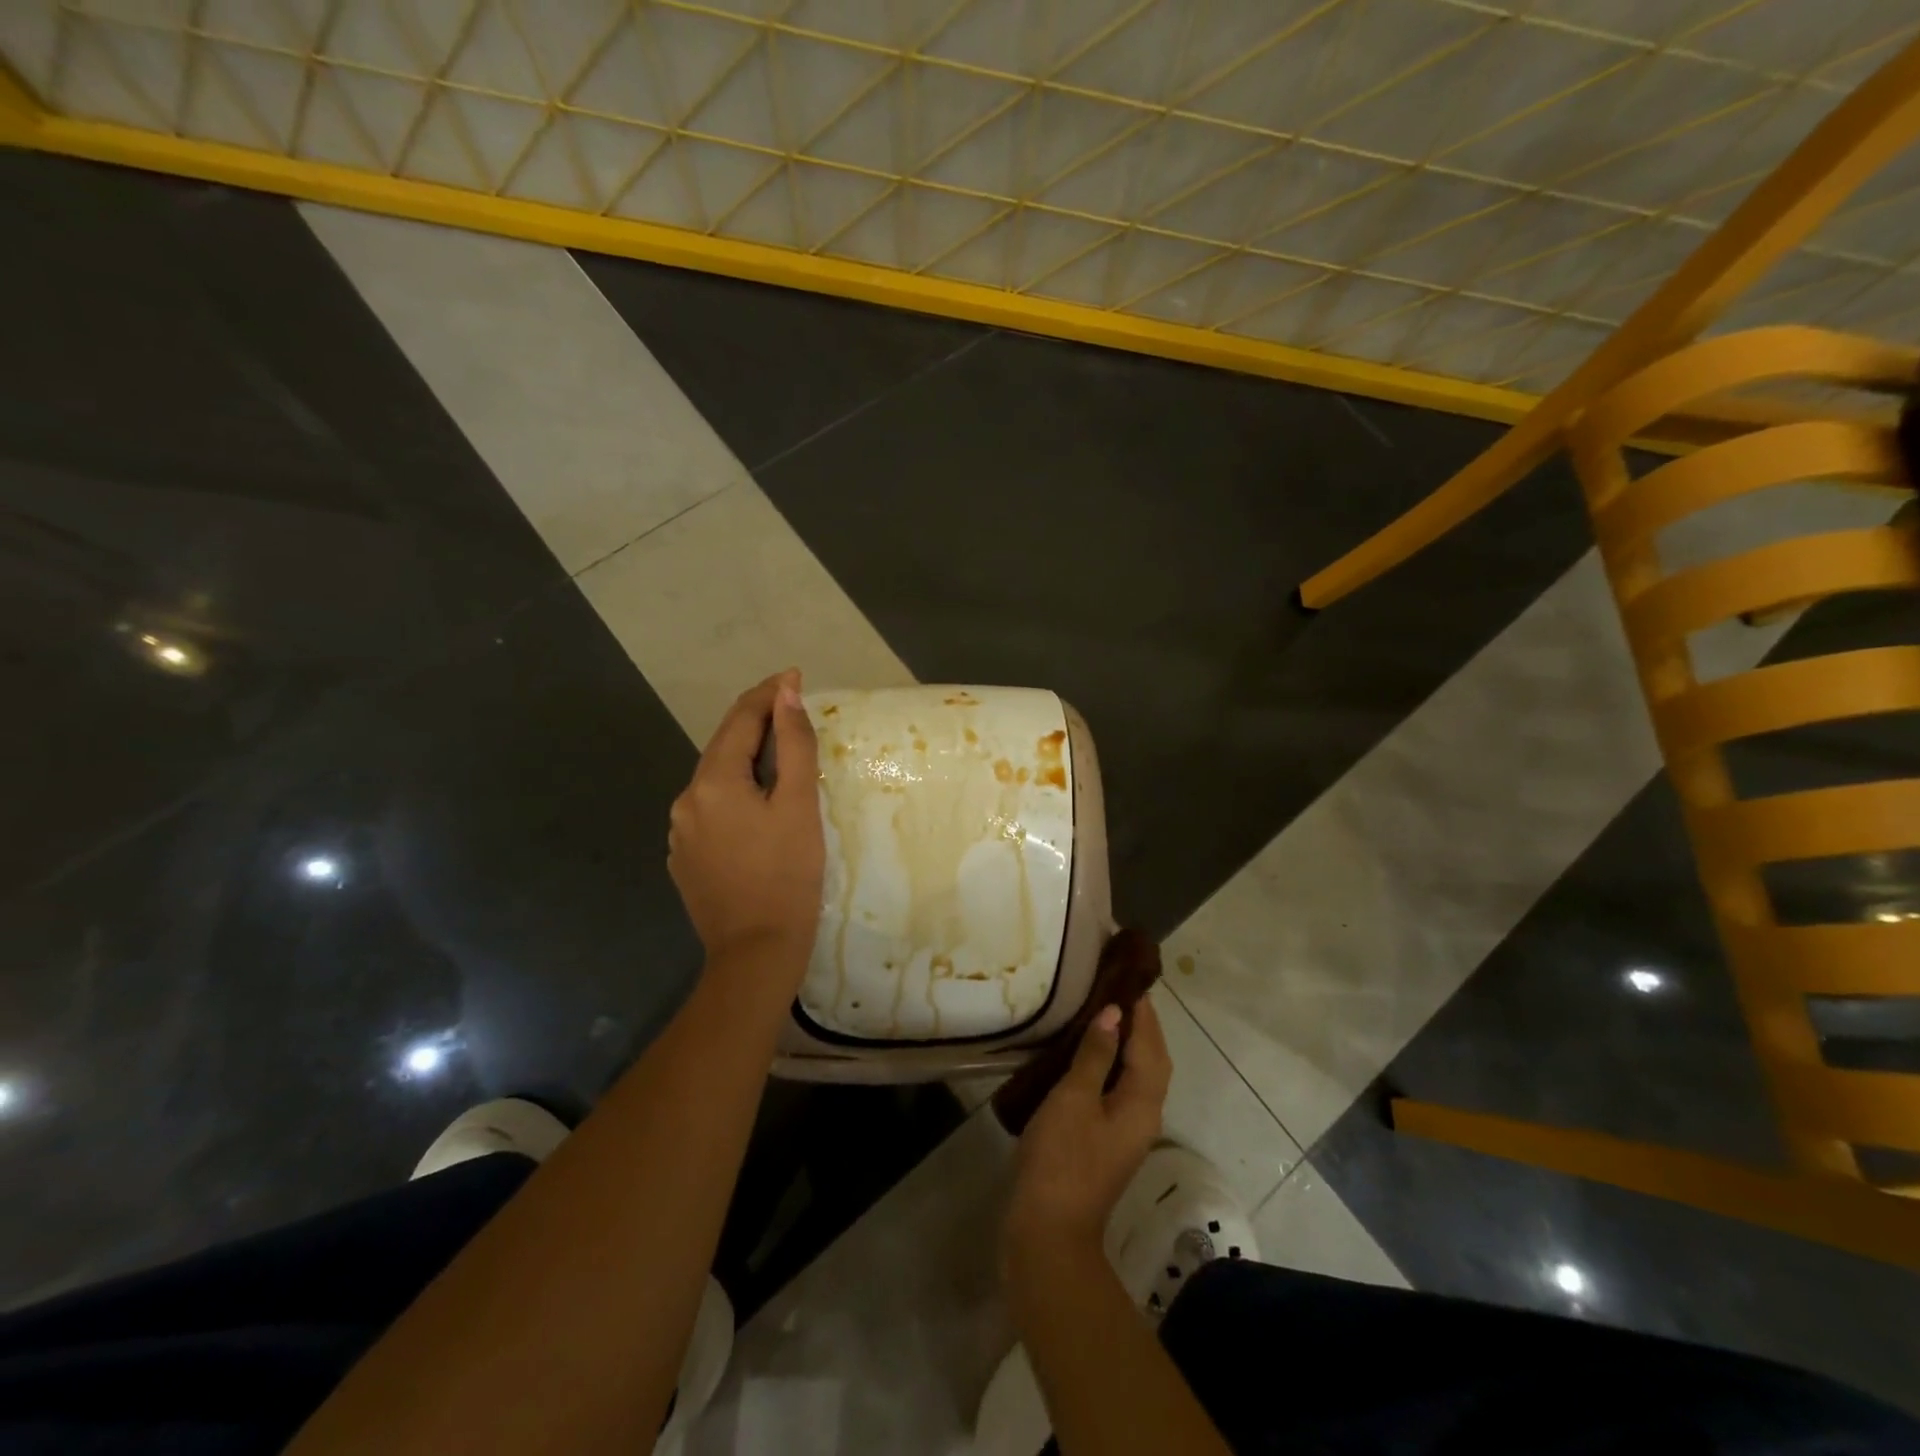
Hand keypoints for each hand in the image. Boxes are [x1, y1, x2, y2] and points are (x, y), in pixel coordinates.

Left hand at [668, 670, 824, 982]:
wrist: (756, 951)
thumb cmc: (788, 875)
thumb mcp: (799, 804)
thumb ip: (793, 744)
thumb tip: (786, 693)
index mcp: (713, 782)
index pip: (740, 720)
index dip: (768, 695)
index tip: (794, 676)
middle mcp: (686, 800)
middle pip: (723, 747)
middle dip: (756, 723)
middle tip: (790, 708)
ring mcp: (680, 832)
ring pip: (716, 779)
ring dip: (744, 760)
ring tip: (778, 755)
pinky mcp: (685, 858)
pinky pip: (711, 810)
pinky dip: (734, 794)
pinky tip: (756, 807)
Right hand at [1004, 997, 1171, 1268]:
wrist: (1048, 1230)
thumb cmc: (1062, 1158)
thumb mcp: (1074, 1098)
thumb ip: (1095, 1054)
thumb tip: (1113, 1013)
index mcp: (1142, 1103)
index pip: (1151, 1047)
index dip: (1143, 1013)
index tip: (1129, 979)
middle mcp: (1143, 1116)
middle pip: (1152, 1062)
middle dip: (1141, 1026)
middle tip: (1116, 990)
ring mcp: (1125, 1132)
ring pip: (1137, 1077)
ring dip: (1127, 1044)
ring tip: (1102, 1014)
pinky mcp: (1106, 1142)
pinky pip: (1119, 1090)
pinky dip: (1112, 1065)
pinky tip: (1086, 1056)